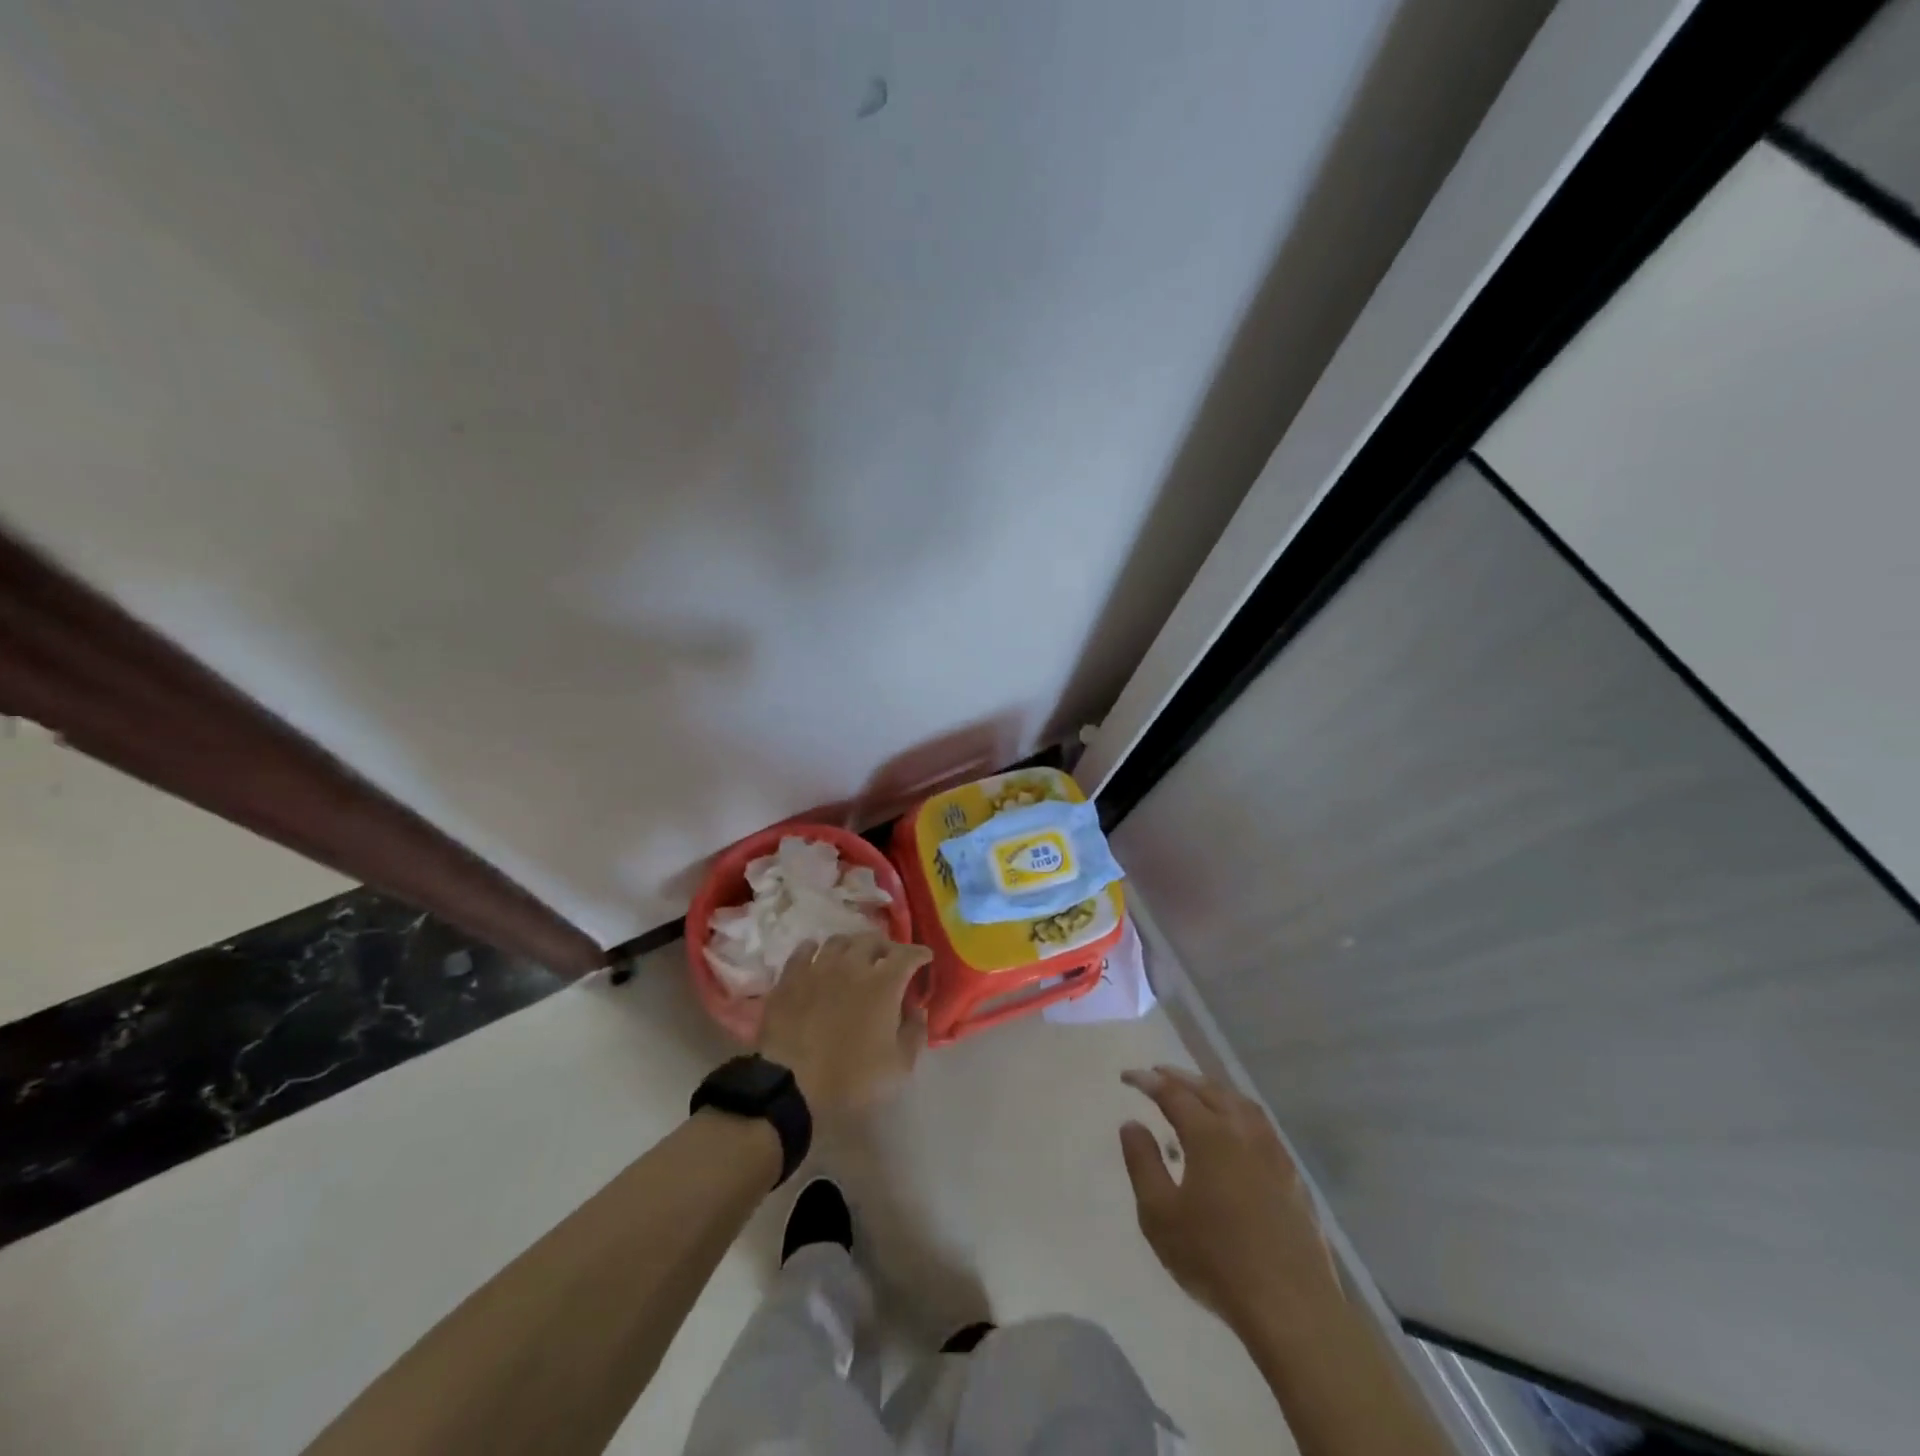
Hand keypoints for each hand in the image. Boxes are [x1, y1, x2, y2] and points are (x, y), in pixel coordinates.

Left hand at [759, 934, 930, 1117]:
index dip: (919, 953)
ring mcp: (818, 968)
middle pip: (872, 940)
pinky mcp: (790, 978)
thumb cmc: (851, 1079)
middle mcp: (852, 965)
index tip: (925, 958)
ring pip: (839, 941)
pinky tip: (817, 956)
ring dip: (853, 946)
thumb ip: (915, 1032)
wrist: (791, 1086)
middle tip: (889, 959)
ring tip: (855, 956)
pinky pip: (804, 950)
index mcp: (883, 984)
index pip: (907, 954)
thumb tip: (917, 1009)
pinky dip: (815, 949)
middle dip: (886, 947)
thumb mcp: (899, 1066)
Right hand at [1120, 1066, 1339, 1339]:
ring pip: (1240, 1104)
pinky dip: (1239, 1112)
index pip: (1172, 1093)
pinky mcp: (1293, 1177)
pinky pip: (1261, 1126)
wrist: (1291, 1307)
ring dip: (1213, 1090)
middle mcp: (1243, 1132)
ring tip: (1196, 1092)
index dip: (1148, 1081)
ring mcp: (1273, 1153)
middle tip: (1158, 1073)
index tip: (1127, 1076)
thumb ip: (1143, 1163)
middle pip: (1209, 1090)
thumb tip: (1132, 1124)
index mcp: (1209, 1135)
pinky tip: (1235, 1130)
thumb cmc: (1215, 1259)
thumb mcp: (1160, 1214)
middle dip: (1181, 1078)